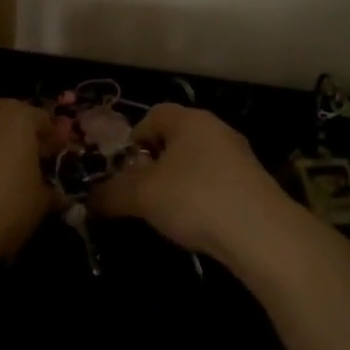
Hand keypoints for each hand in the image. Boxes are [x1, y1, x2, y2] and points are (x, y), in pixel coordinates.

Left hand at [0, 97, 49, 261]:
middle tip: (17, 168)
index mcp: (19, 114)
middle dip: (12, 139)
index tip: (51, 160)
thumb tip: (55, 193)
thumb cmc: (0, 208)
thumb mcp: (38, 206)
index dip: (50, 141)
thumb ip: (49, 192)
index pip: (43, 120)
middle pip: (4, 118)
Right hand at [91, 103, 305, 261]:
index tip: (124, 170)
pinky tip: (197, 223)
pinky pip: (215, 183)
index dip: (133, 139)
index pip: (152, 115)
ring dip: (177, 183)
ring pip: (195, 163)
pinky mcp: (253, 185)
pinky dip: (201, 198)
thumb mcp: (141, 196)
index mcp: (189, 120)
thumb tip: (88, 198)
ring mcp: (239, 157)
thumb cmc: (194, 198)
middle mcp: (216, 129)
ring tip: (166, 213)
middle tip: (140, 193)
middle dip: (153, 164)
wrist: (261, 234)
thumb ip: (111, 194)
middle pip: (174, 139)